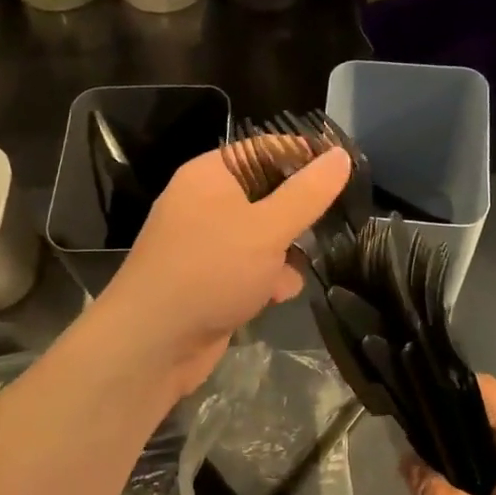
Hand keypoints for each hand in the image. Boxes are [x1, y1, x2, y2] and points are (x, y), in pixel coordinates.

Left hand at [96, 144, 349, 398]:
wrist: (152, 345)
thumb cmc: (210, 271)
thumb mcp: (267, 228)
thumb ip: (307, 193)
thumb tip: (340, 155)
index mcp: (210, 175)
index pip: (264, 149)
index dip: (304, 155)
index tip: (344, 170)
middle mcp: (205, 203)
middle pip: (267, 194)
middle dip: (298, 214)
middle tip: (331, 223)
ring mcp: (206, 244)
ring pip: (263, 235)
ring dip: (285, 252)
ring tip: (298, 267)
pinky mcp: (210, 280)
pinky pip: (250, 267)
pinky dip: (266, 278)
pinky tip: (277, 295)